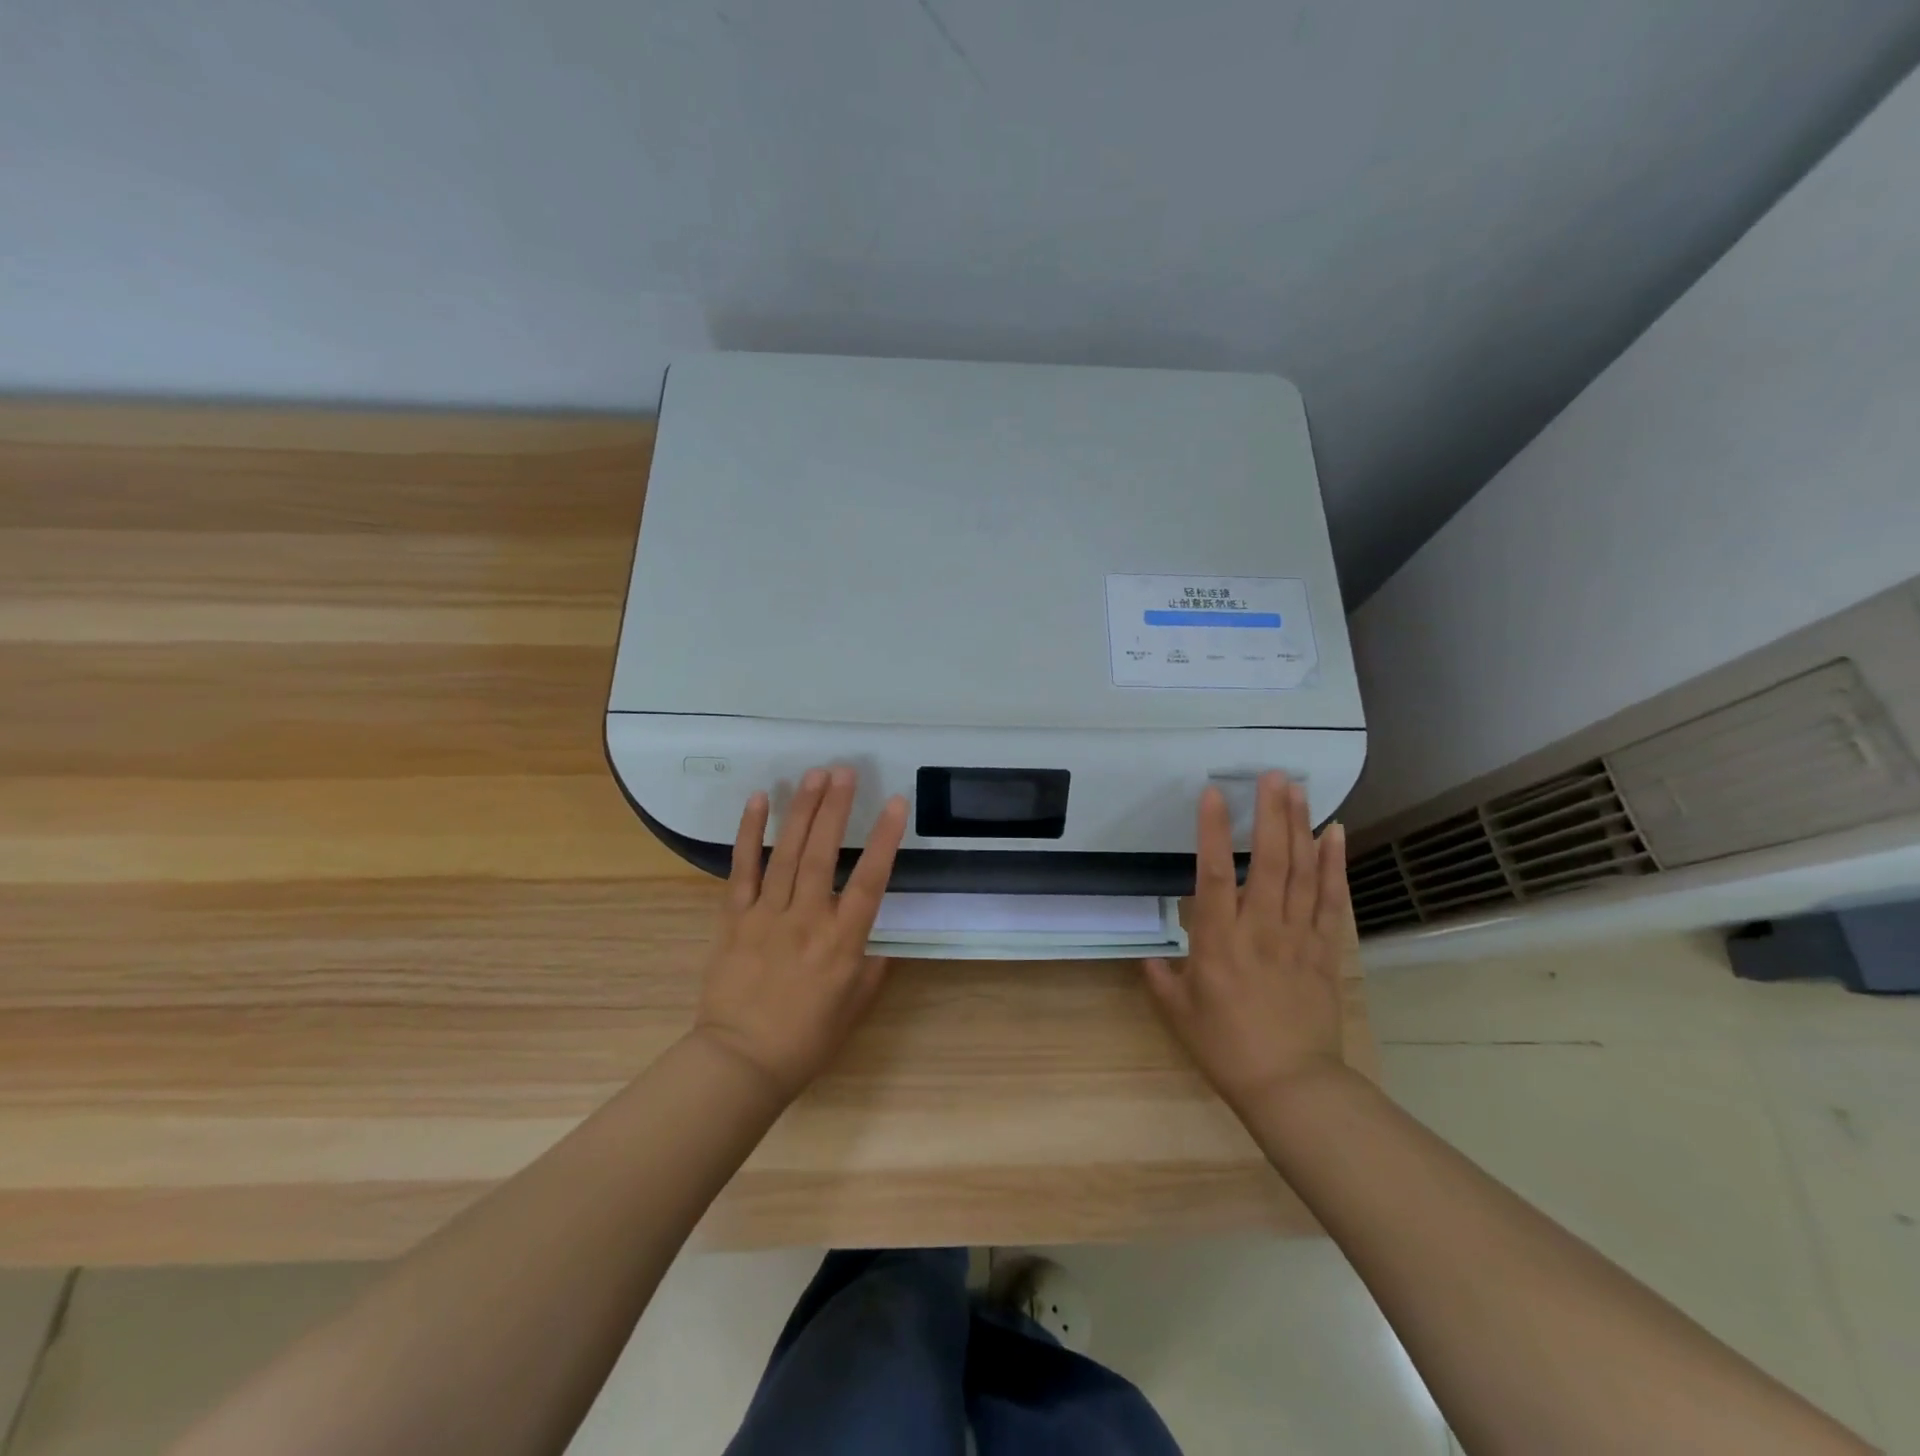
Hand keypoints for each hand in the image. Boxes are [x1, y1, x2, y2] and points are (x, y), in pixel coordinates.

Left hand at [691, 766, 908, 1102]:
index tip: (896, 804)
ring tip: (814, 775)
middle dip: (836, 809)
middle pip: (822, 855)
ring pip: (786, 855)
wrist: (741, 1062)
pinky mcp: (734, 919)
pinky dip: (750, 834)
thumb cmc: (806, 1040)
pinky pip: (742, 870)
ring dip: (802, 811)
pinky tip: (759, 802)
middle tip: (845, 771)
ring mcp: (766, 916)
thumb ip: (869, 967)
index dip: (884, 840)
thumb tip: (875, 941)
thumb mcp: (854, 1007)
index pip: (869, 882)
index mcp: (842, 943)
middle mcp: (806, 920)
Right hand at [1144, 773, 1351, 1112]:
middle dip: (1271, 813)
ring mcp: (1298, 937)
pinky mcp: (1325, 950)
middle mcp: (1260, 929)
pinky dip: (1334, 864)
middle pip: (1270, 861)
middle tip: (1273, 775)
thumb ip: (1161, 978)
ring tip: (1299, 789)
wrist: (1292, 1085)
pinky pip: (1331, 900)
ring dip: (1301, 826)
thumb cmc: (1226, 1048)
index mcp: (1218, 941)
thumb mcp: (1179, 1013)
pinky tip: (1334, 834)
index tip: (1214, 793)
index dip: (1213, 831)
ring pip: (1303, 872)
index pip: (1214, 874)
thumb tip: (1151, 957)